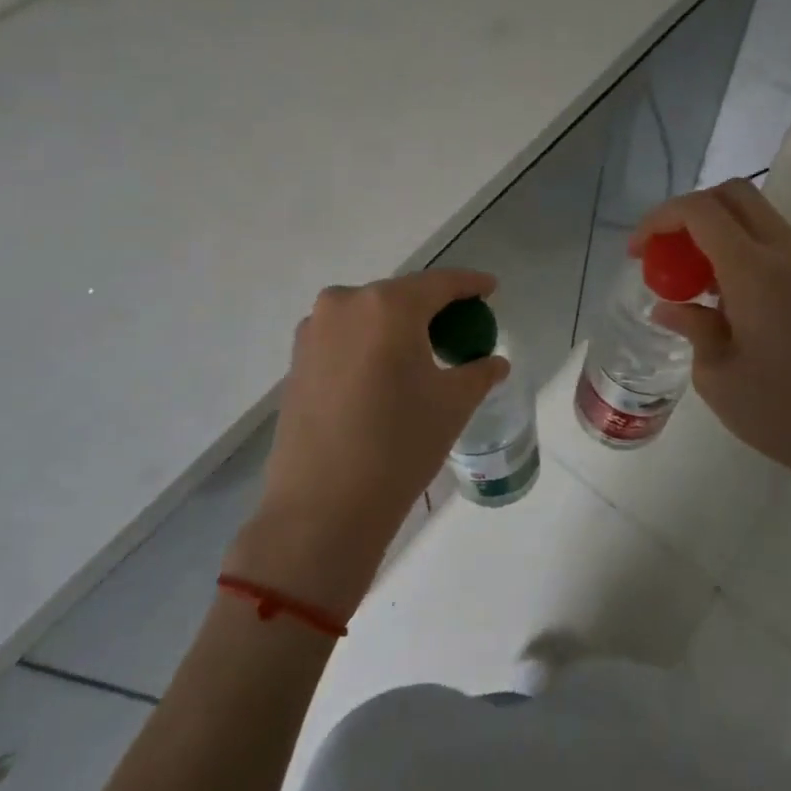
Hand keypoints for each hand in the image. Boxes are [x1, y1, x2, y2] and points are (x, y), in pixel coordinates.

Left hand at [227, 268, 507, 615]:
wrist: (322, 507)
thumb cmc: (398, 446)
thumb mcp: (451, 405)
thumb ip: (478, 373)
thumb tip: (494, 362)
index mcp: (388, 305)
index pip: (440, 283)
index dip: (470, 284)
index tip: (491, 288)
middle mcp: (344, 303)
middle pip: (401, 296)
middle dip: (432, 307)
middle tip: (459, 327)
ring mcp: (314, 329)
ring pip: (368, 315)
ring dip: (396, 326)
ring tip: (420, 353)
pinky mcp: (296, 358)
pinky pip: (344, 337)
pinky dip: (368, 344)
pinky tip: (382, 373)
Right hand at [631, 181, 790, 521]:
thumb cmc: (780, 412)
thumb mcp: (715, 375)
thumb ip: (690, 326)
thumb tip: (668, 307)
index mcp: (755, 271)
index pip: (700, 211)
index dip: (659, 220)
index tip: (636, 253)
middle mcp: (784, 254)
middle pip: (733, 194)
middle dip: (687, 212)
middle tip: (662, 251)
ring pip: (753, 215)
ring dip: (713, 230)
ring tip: (686, 276)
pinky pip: (768, 241)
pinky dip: (735, 247)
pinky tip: (718, 294)